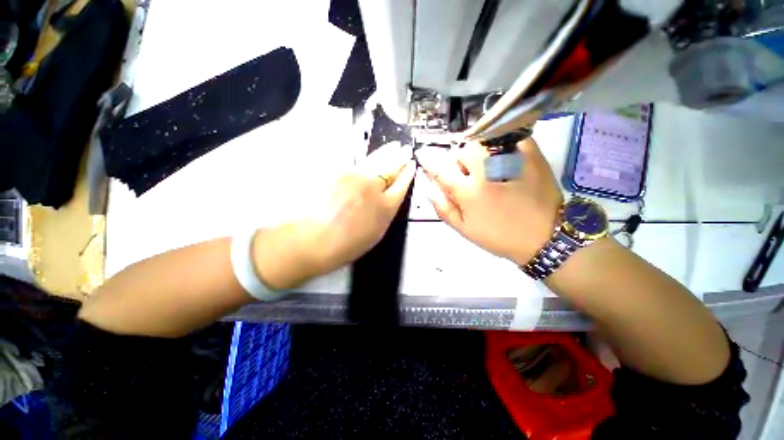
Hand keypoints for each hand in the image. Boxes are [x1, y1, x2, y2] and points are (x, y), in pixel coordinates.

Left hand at [254, 143, 415, 288]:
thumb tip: (387, 200)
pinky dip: (366, 159)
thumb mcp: (374, 234)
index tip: (412, 166)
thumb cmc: (345, 245)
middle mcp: (374, 188)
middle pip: (391, 169)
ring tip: (393, 146)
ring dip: (386, 153)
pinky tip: (370, 156)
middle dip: (400, 159)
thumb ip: (384, 213)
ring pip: (376, 161)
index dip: (408, 174)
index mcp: (386, 207)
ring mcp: (355, 177)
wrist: (311, 239)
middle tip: (406, 151)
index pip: (402, 185)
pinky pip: (356, 162)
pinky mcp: (338, 171)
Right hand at [416, 138, 561, 265]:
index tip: (422, 154)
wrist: (544, 236)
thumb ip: (443, 208)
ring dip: (477, 153)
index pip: (440, 167)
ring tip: (485, 167)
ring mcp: (509, 158)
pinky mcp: (530, 153)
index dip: (428, 160)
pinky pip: (506, 138)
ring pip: (482, 142)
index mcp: (469, 191)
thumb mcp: (464, 229)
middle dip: (458, 162)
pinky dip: (498, 145)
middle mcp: (486, 170)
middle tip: (466, 175)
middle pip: (462, 151)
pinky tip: (502, 160)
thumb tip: (430, 187)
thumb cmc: (499, 236)